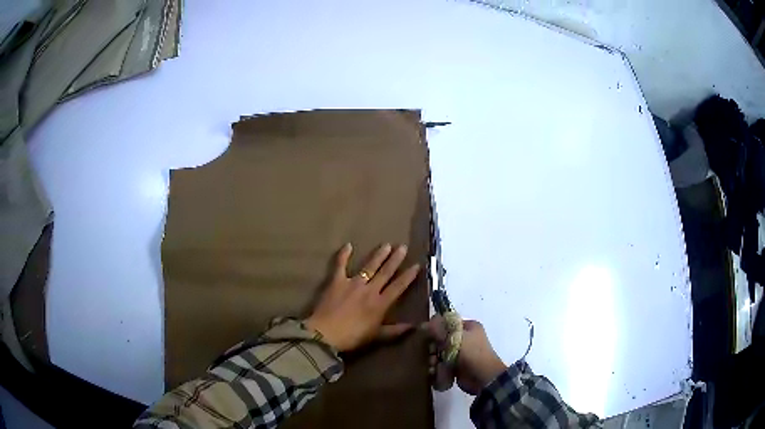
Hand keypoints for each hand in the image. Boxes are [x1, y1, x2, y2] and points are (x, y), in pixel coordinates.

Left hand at [305, 243, 420, 351]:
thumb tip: (414, 326)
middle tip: (403, 247)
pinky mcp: (337, 281)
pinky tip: (348, 245)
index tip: (417, 265)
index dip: (408, 276)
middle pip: (385, 272)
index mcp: (381, 304)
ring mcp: (353, 283)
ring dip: (378, 255)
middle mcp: (370, 290)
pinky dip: (344, 255)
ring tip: (386, 245)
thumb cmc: (352, 337)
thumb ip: (395, 330)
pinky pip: (341, 265)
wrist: (326, 334)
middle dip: (395, 259)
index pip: (398, 287)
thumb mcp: (376, 336)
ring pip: (369, 266)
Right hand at [424, 317, 506, 394]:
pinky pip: (442, 364)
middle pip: (441, 339)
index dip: (436, 329)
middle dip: (434, 348)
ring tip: (434, 365)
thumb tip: (423, 324)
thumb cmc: (472, 353)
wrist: (483, 377)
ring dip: (434, 359)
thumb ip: (440, 330)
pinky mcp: (456, 367)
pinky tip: (436, 372)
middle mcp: (465, 339)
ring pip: (440, 353)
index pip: (447, 323)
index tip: (429, 337)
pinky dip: (438, 368)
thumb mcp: (456, 337)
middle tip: (433, 353)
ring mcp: (460, 354)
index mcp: (468, 327)